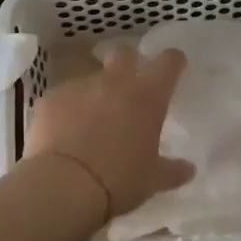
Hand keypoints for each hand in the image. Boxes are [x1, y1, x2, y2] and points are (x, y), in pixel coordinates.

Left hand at [23, 45, 195, 217]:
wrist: (62, 186)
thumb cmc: (119, 181)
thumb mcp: (152, 180)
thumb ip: (173, 171)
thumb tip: (189, 169)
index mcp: (147, 96)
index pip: (168, 62)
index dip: (173, 61)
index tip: (174, 67)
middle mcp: (115, 82)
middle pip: (124, 54)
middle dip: (129, 62)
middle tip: (130, 86)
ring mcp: (79, 87)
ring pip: (92, 78)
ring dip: (96, 92)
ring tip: (92, 120)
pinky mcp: (51, 99)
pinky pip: (64, 97)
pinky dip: (68, 109)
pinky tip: (65, 132)